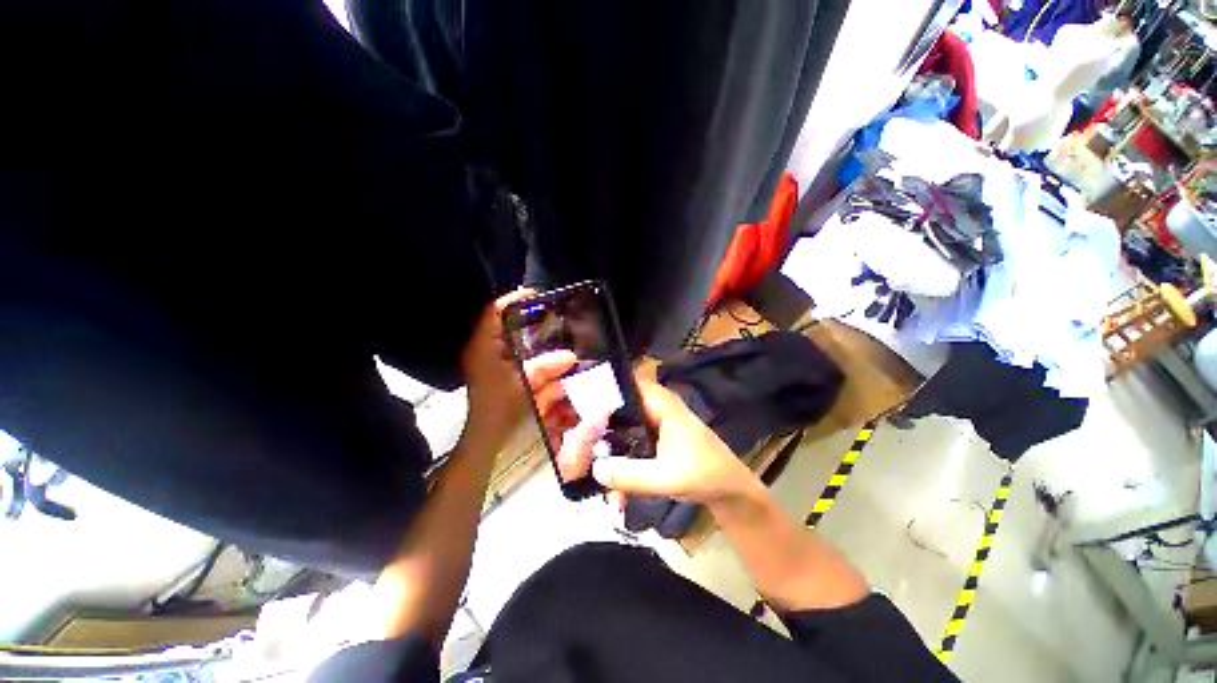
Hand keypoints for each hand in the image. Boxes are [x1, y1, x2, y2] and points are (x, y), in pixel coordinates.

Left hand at [461, 290, 575, 452]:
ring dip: (530, 336)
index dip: (513, 299)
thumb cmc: (500, 410)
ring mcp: (489, 362)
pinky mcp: (498, 373)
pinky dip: (531, 352)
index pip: (493, 311)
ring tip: (552, 332)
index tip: (536, 295)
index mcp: (483, 347)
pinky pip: (516, 354)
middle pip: (502, 323)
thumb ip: (546, 368)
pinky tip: (548, 356)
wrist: (486, 439)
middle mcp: (483, 350)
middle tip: (550, 314)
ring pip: (511, 339)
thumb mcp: (524, 386)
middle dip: (526, 317)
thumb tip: (570, 356)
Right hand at [588, 377, 754, 504]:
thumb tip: (595, 470)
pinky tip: (614, 490)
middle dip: (594, 429)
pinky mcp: (652, 439)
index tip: (577, 413)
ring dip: (605, 450)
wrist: (730, 490)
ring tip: (592, 477)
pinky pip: (627, 443)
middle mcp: (653, 407)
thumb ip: (631, 475)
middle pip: (615, 407)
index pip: (623, 384)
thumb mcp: (668, 477)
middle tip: (576, 452)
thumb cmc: (706, 474)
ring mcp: (652, 423)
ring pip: (619, 428)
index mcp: (660, 402)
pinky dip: (619, 461)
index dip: (599, 393)